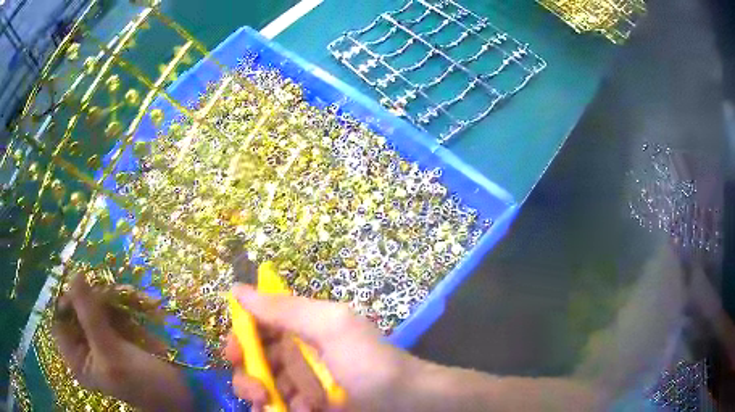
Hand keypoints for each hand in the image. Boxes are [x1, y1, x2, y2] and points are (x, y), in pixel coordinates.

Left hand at [52, 274, 193, 411]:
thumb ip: (89, 315)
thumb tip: (74, 274)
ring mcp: (102, 338)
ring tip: (133, 296)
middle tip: (112, 294)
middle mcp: (85, 347)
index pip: (59, 320)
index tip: (82, 284)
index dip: (66, 300)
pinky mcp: (118, 333)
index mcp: (77, 359)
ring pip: (96, 304)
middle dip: (95, 298)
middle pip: (77, 308)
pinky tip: (143, 302)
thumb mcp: (112, 353)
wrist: (181, 394)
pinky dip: (126, 303)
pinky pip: (114, 308)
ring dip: (114, 298)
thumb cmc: (142, 383)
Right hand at [224, 284, 422, 411]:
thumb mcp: (331, 327)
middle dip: (249, 377)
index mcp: (301, 328)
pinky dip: (282, 410)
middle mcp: (297, 354)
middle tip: (260, 392)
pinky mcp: (306, 405)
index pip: (256, 327)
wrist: (405, 403)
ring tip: (282, 407)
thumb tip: (236, 288)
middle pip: (254, 361)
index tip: (234, 354)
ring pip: (262, 387)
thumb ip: (285, 308)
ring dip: (264, 398)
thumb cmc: (369, 363)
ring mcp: (302, 383)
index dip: (240, 338)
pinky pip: (279, 406)